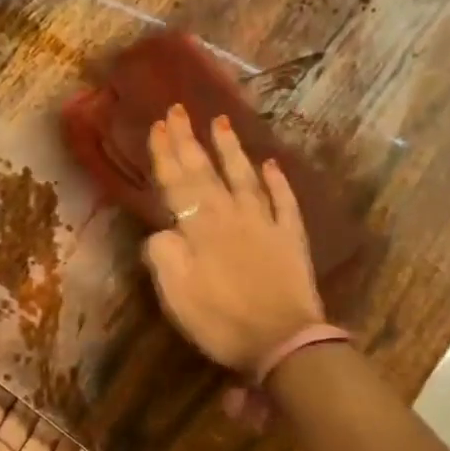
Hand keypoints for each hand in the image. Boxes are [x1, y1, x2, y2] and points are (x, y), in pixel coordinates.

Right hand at [143, 104, 327, 378]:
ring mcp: (265, 224)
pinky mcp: (291, 238)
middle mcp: (231, 217)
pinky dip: (277, 181)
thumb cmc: (222, 322)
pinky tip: (271, 164)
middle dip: (189, 141)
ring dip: (231, 150)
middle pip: (206, 173)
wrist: (283, 341)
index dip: (166, 155)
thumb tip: (162, 231)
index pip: (177, 185)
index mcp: (200, 230)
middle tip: (179, 109)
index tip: (158, 124)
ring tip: (221, 122)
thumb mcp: (176, 295)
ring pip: (245, 177)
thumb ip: (163, 256)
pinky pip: (284, 201)